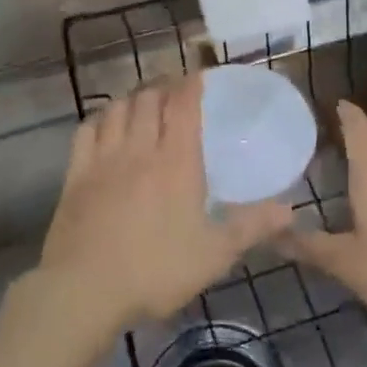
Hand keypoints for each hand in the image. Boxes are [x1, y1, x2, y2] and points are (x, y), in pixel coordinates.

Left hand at [36, 75, 293, 339]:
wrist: (85, 290)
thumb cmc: (157, 270)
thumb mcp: (214, 254)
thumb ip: (252, 226)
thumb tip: (290, 209)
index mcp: (176, 160)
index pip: (183, 104)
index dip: (191, 84)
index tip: (199, 76)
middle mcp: (140, 148)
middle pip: (149, 98)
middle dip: (163, 85)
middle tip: (174, 89)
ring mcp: (103, 157)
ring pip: (117, 108)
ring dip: (133, 98)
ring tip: (143, 102)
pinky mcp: (76, 173)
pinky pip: (87, 129)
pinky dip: (100, 118)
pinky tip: (105, 124)